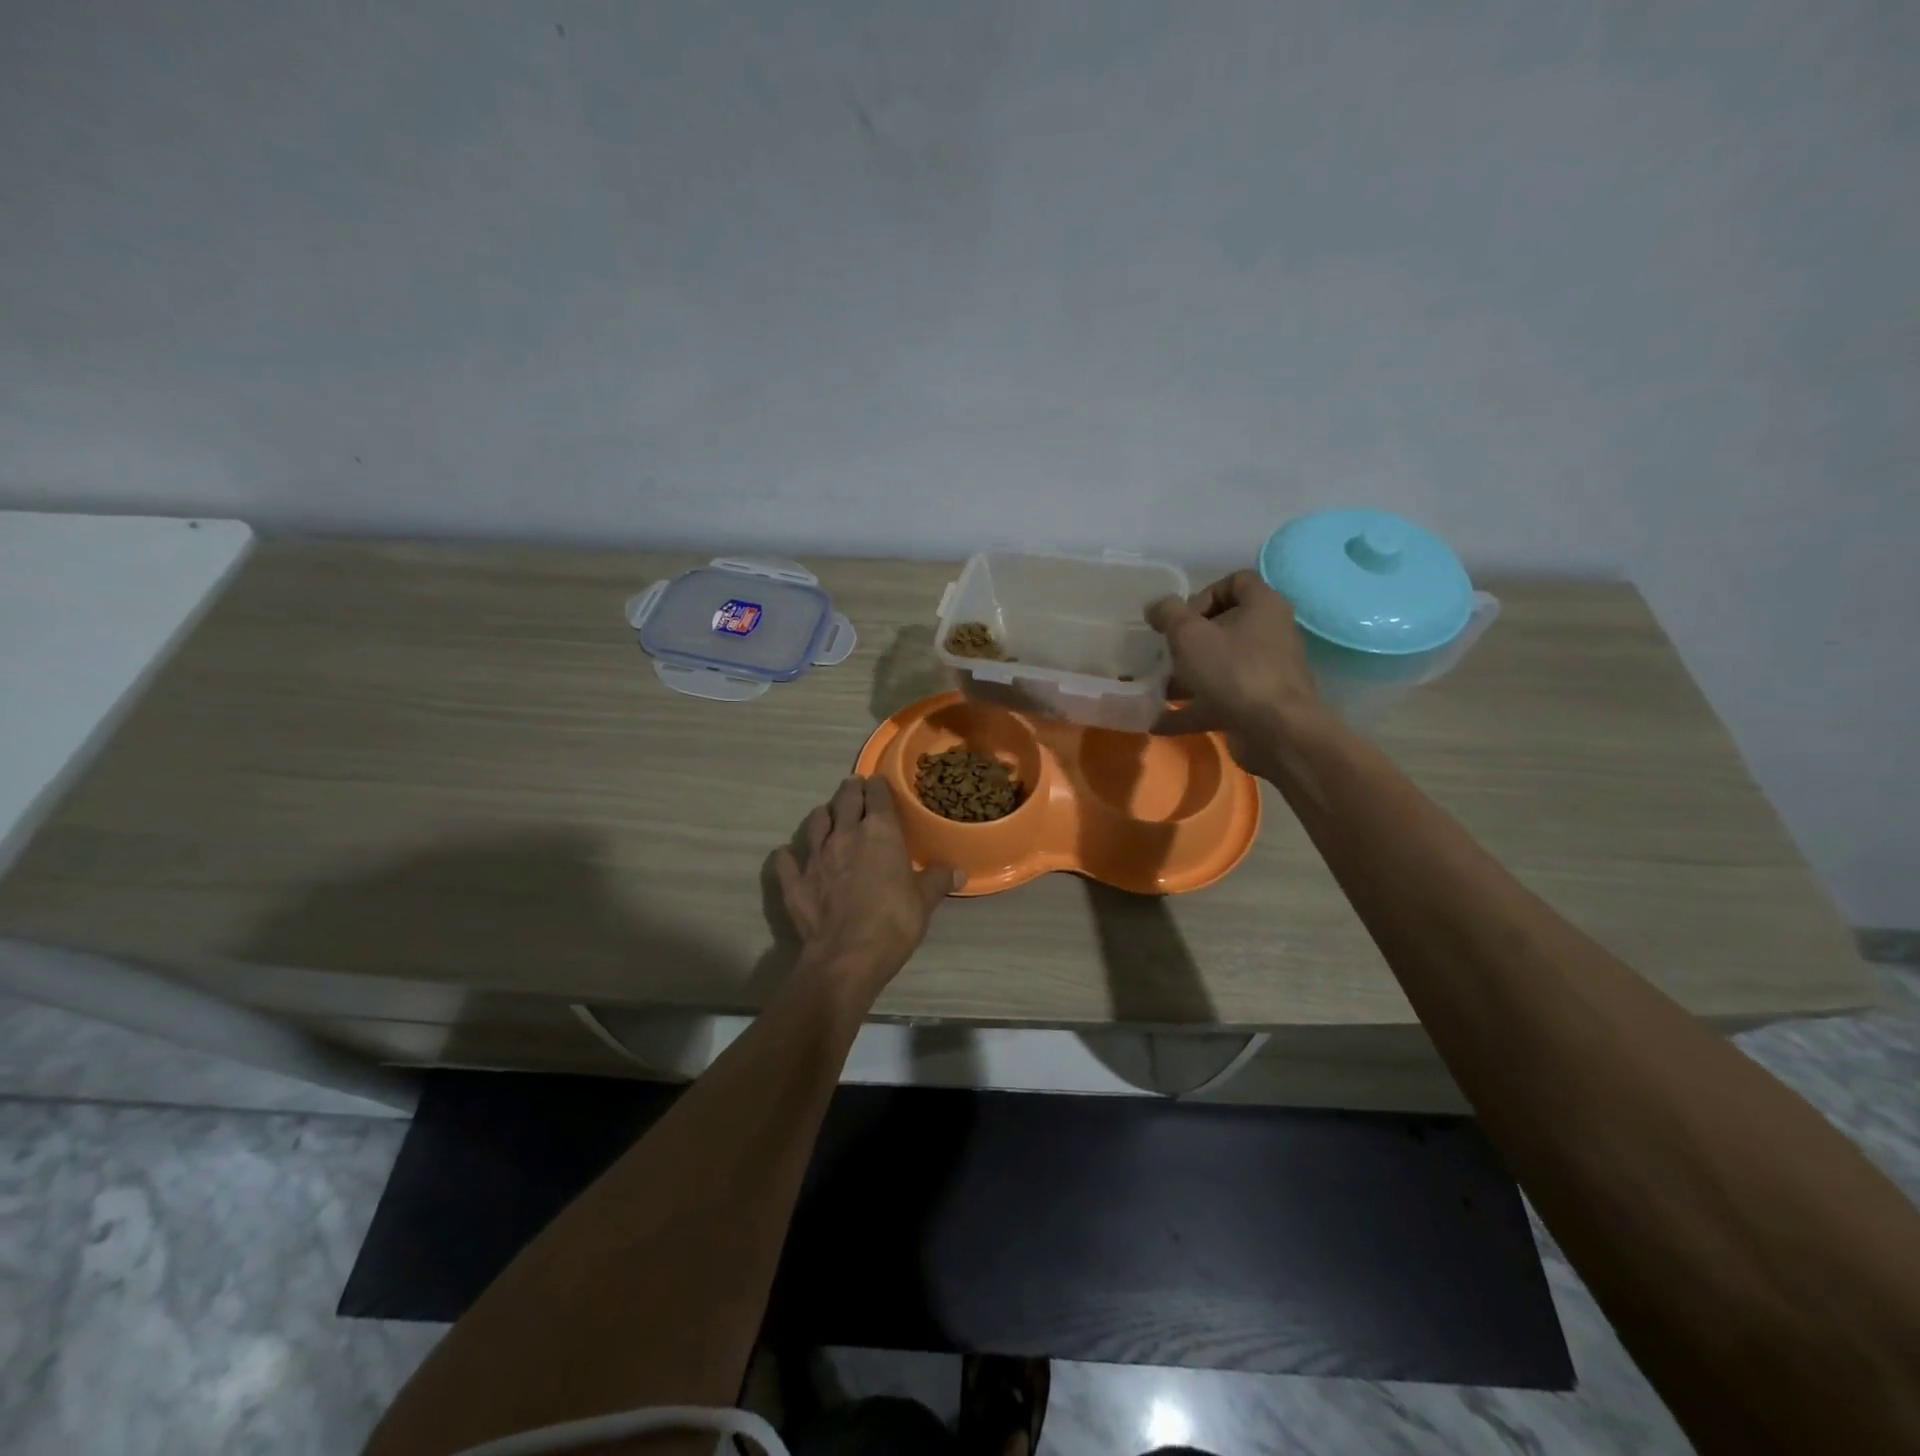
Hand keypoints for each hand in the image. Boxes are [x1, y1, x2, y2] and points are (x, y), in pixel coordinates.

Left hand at [776, 776, 958, 995]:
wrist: (847, 957)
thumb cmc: (894, 922)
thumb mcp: (925, 901)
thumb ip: (938, 880)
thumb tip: (959, 871)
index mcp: (879, 832)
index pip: (877, 795)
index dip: (878, 786)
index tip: (878, 783)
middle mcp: (845, 834)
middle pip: (845, 800)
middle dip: (850, 790)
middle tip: (854, 787)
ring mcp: (815, 856)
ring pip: (815, 822)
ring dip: (823, 816)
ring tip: (827, 816)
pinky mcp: (794, 881)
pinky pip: (786, 860)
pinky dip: (789, 856)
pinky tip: (790, 856)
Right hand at [1146, 570, 1320, 773]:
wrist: (1275, 732)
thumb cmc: (1232, 670)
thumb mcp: (1189, 635)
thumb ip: (1168, 614)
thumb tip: (1156, 607)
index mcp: (1263, 606)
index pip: (1236, 582)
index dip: (1203, 594)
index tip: (1181, 618)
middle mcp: (1270, 634)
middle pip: (1226, 626)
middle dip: (1189, 640)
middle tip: (1165, 652)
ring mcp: (1266, 672)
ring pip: (1221, 666)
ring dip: (1187, 676)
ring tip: (1157, 687)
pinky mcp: (1258, 705)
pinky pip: (1220, 700)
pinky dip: (1192, 709)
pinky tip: (1159, 722)